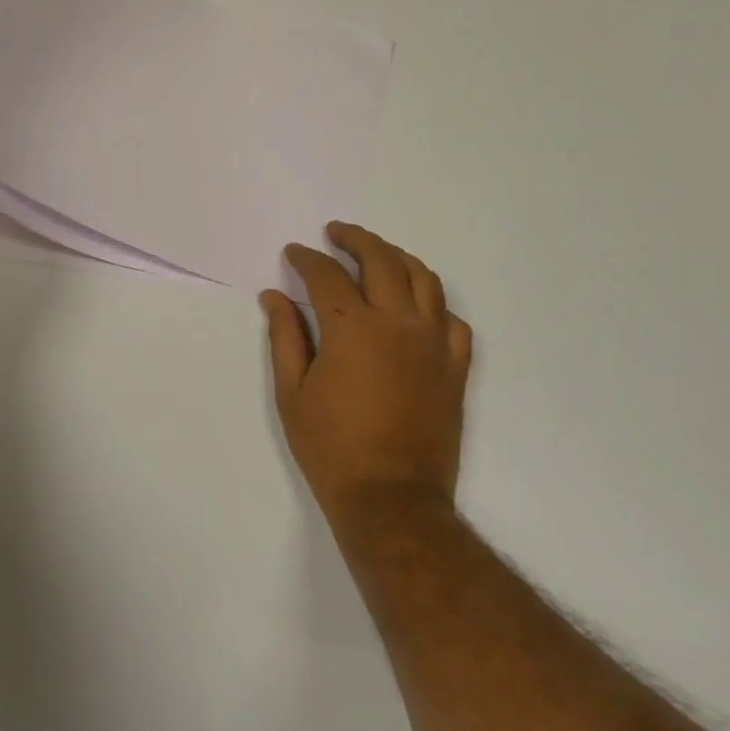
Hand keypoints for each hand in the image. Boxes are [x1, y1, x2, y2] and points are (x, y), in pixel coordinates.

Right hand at [261, 224, 472, 549]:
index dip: (306, 258)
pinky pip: (453, 319)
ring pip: (424, 279)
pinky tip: (417, 306)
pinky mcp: (455, 367)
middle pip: (381, 260)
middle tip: (336, 233)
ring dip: (397, 257)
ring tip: (377, 254)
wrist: (390, 497)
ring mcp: (434, 343)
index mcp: (353, 327)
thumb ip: (285, 335)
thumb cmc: (330, 446)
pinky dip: (434, 302)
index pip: (327, 275)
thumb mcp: (291, 390)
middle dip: (355, 239)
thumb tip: (274, 296)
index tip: (294, 252)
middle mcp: (398, 323)